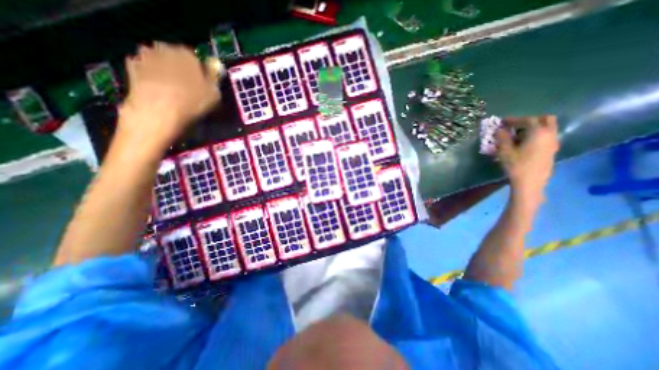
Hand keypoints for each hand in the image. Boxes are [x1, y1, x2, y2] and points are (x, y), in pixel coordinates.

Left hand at [119, 41, 221, 151]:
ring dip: (163, 70)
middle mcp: (164, 49)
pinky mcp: (130, 68)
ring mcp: (144, 57)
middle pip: (174, 56)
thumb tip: (213, 68)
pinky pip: (144, 70)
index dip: (199, 70)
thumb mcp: (215, 93)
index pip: (195, 57)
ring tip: (171, 88)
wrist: (159, 111)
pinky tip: (156, 89)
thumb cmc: (193, 102)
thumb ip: (214, 78)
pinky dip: (149, 76)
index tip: (202, 82)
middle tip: (187, 85)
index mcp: (187, 54)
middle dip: (180, 67)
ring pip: (158, 61)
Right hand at [497, 115, 557, 204]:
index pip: (527, 120)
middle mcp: (550, 134)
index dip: (514, 119)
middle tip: (515, 125)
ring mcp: (553, 143)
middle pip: (545, 119)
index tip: (503, 121)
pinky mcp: (552, 150)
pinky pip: (547, 136)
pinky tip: (525, 143)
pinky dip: (537, 135)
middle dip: (530, 120)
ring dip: (534, 127)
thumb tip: (499, 130)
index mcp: (538, 132)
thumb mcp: (504, 151)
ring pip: (548, 128)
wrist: (530, 182)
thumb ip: (502, 138)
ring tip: (518, 135)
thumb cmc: (516, 165)